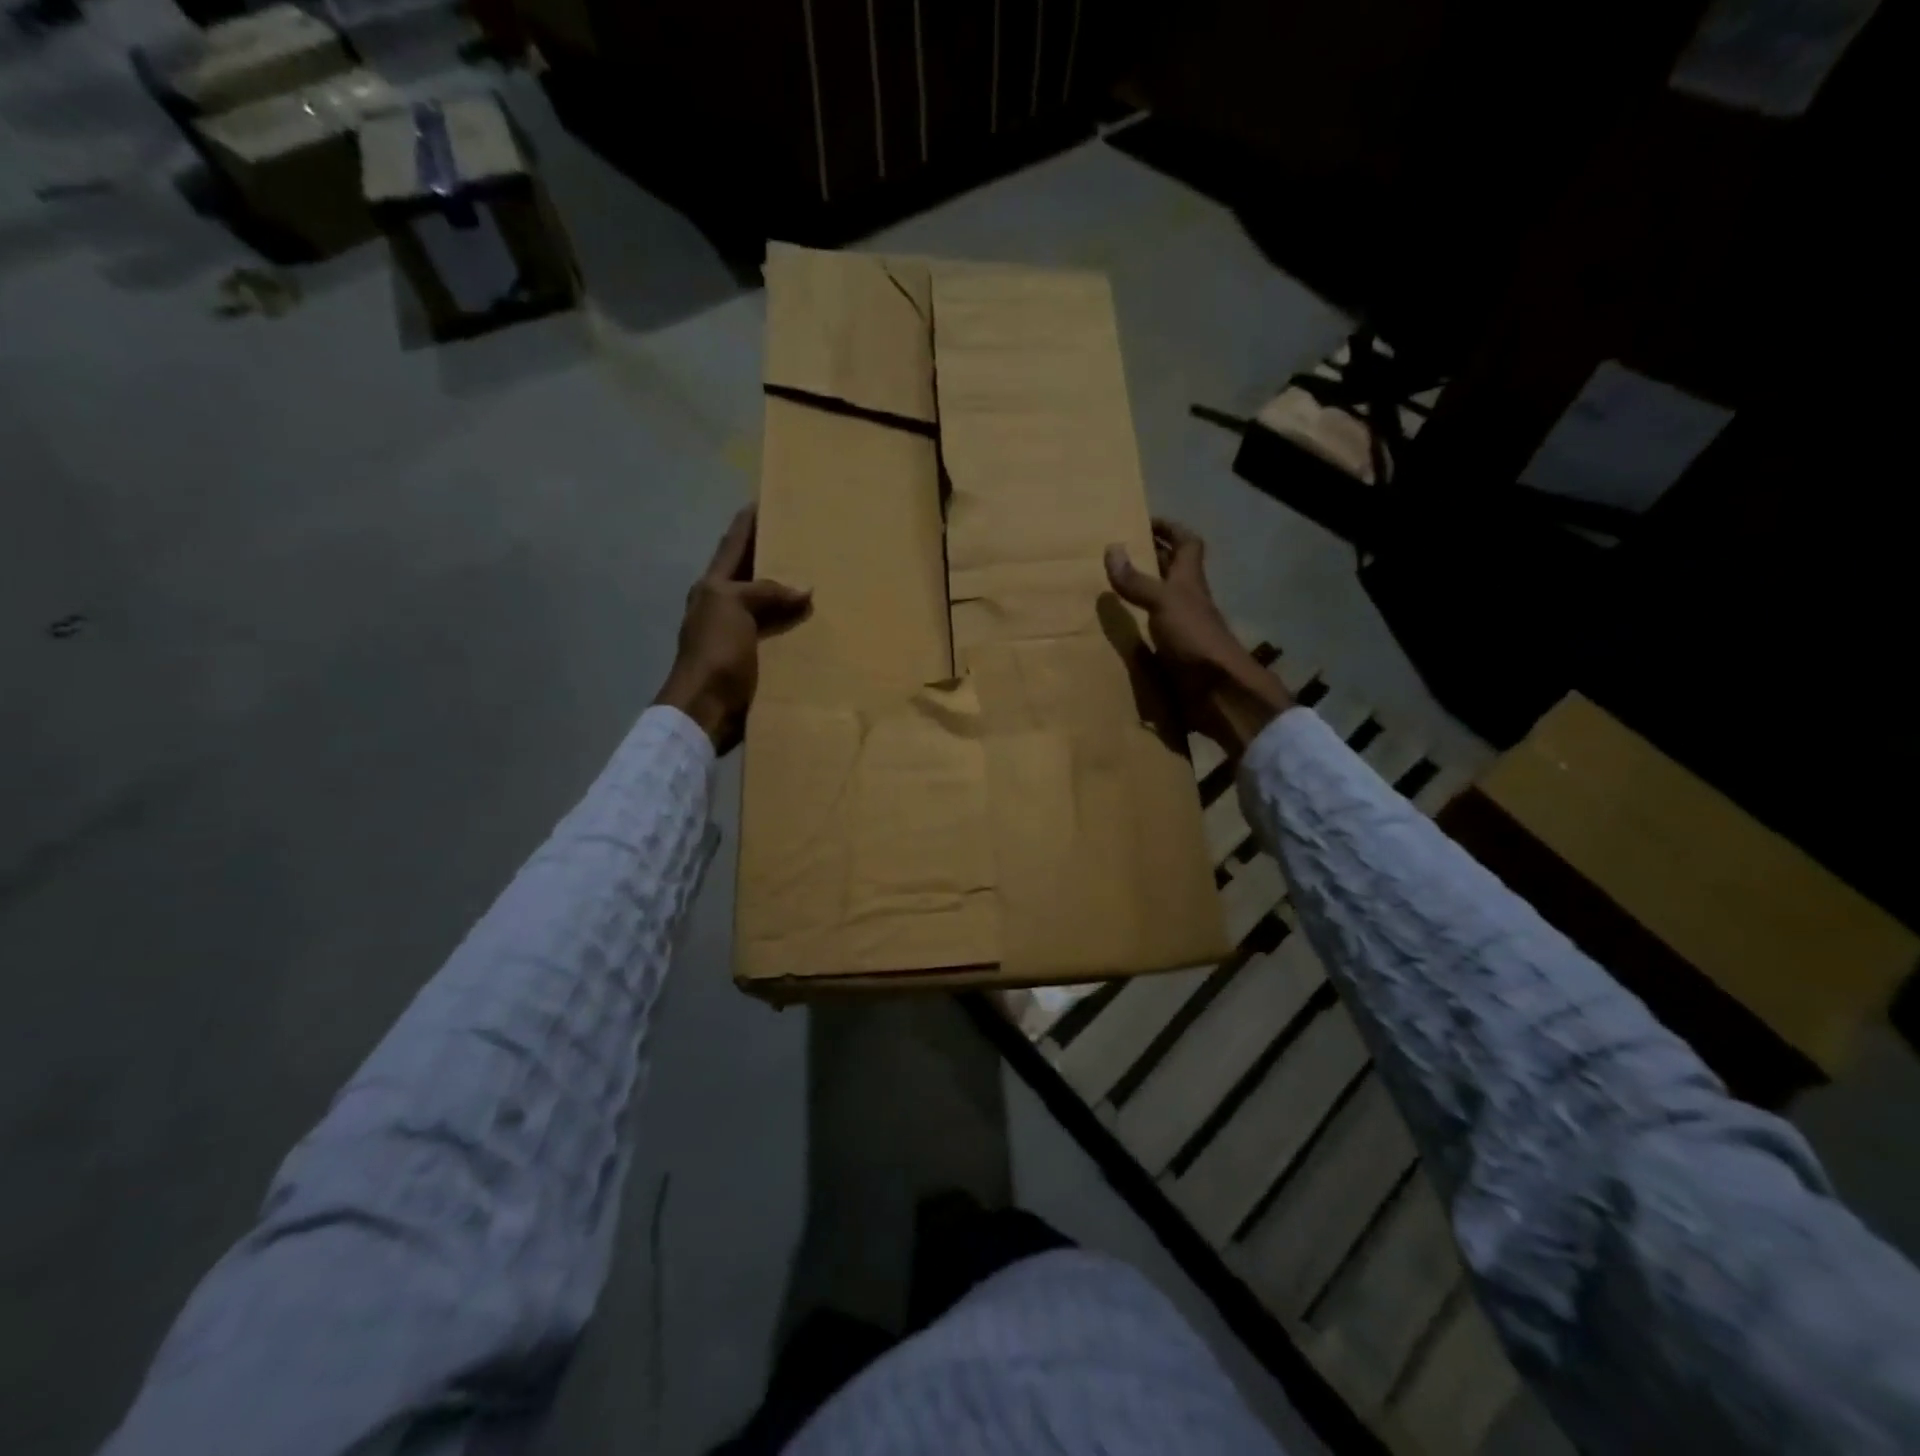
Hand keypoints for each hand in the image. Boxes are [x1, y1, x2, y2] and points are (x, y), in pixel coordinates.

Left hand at [656, 507, 810, 752]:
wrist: (706, 707)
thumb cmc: (715, 651)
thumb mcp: (734, 608)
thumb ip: (765, 592)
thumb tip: (805, 588)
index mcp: (713, 586)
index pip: (733, 544)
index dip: (747, 522)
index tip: (764, 499)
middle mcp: (723, 605)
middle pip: (750, 572)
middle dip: (771, 554)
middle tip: (802, 537)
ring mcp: (737, 633)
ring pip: (766, 603)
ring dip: (787, 591)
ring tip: (816, 576)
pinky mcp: (752, 659)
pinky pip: (777, 632)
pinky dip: (793, 624)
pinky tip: (813, 623)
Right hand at [1105, 519, 1293, 761]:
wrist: (1216, 690)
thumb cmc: (1194, 637)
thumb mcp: (1163, 601)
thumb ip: (1137, 580)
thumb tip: (1112, 547)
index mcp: (1189, 581)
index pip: (1187, 543)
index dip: (1170, 528)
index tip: (1146, 521)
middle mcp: (1188, 600)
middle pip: (1174, 571)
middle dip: (1153, 557)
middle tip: (1121, 551)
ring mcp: (1182, 628)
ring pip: (1163, 601)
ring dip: (1143, 592)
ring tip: (1111, 587)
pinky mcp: (1174, 654)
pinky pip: (1153, 632)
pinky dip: (1137, 626)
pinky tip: (1117, 629)